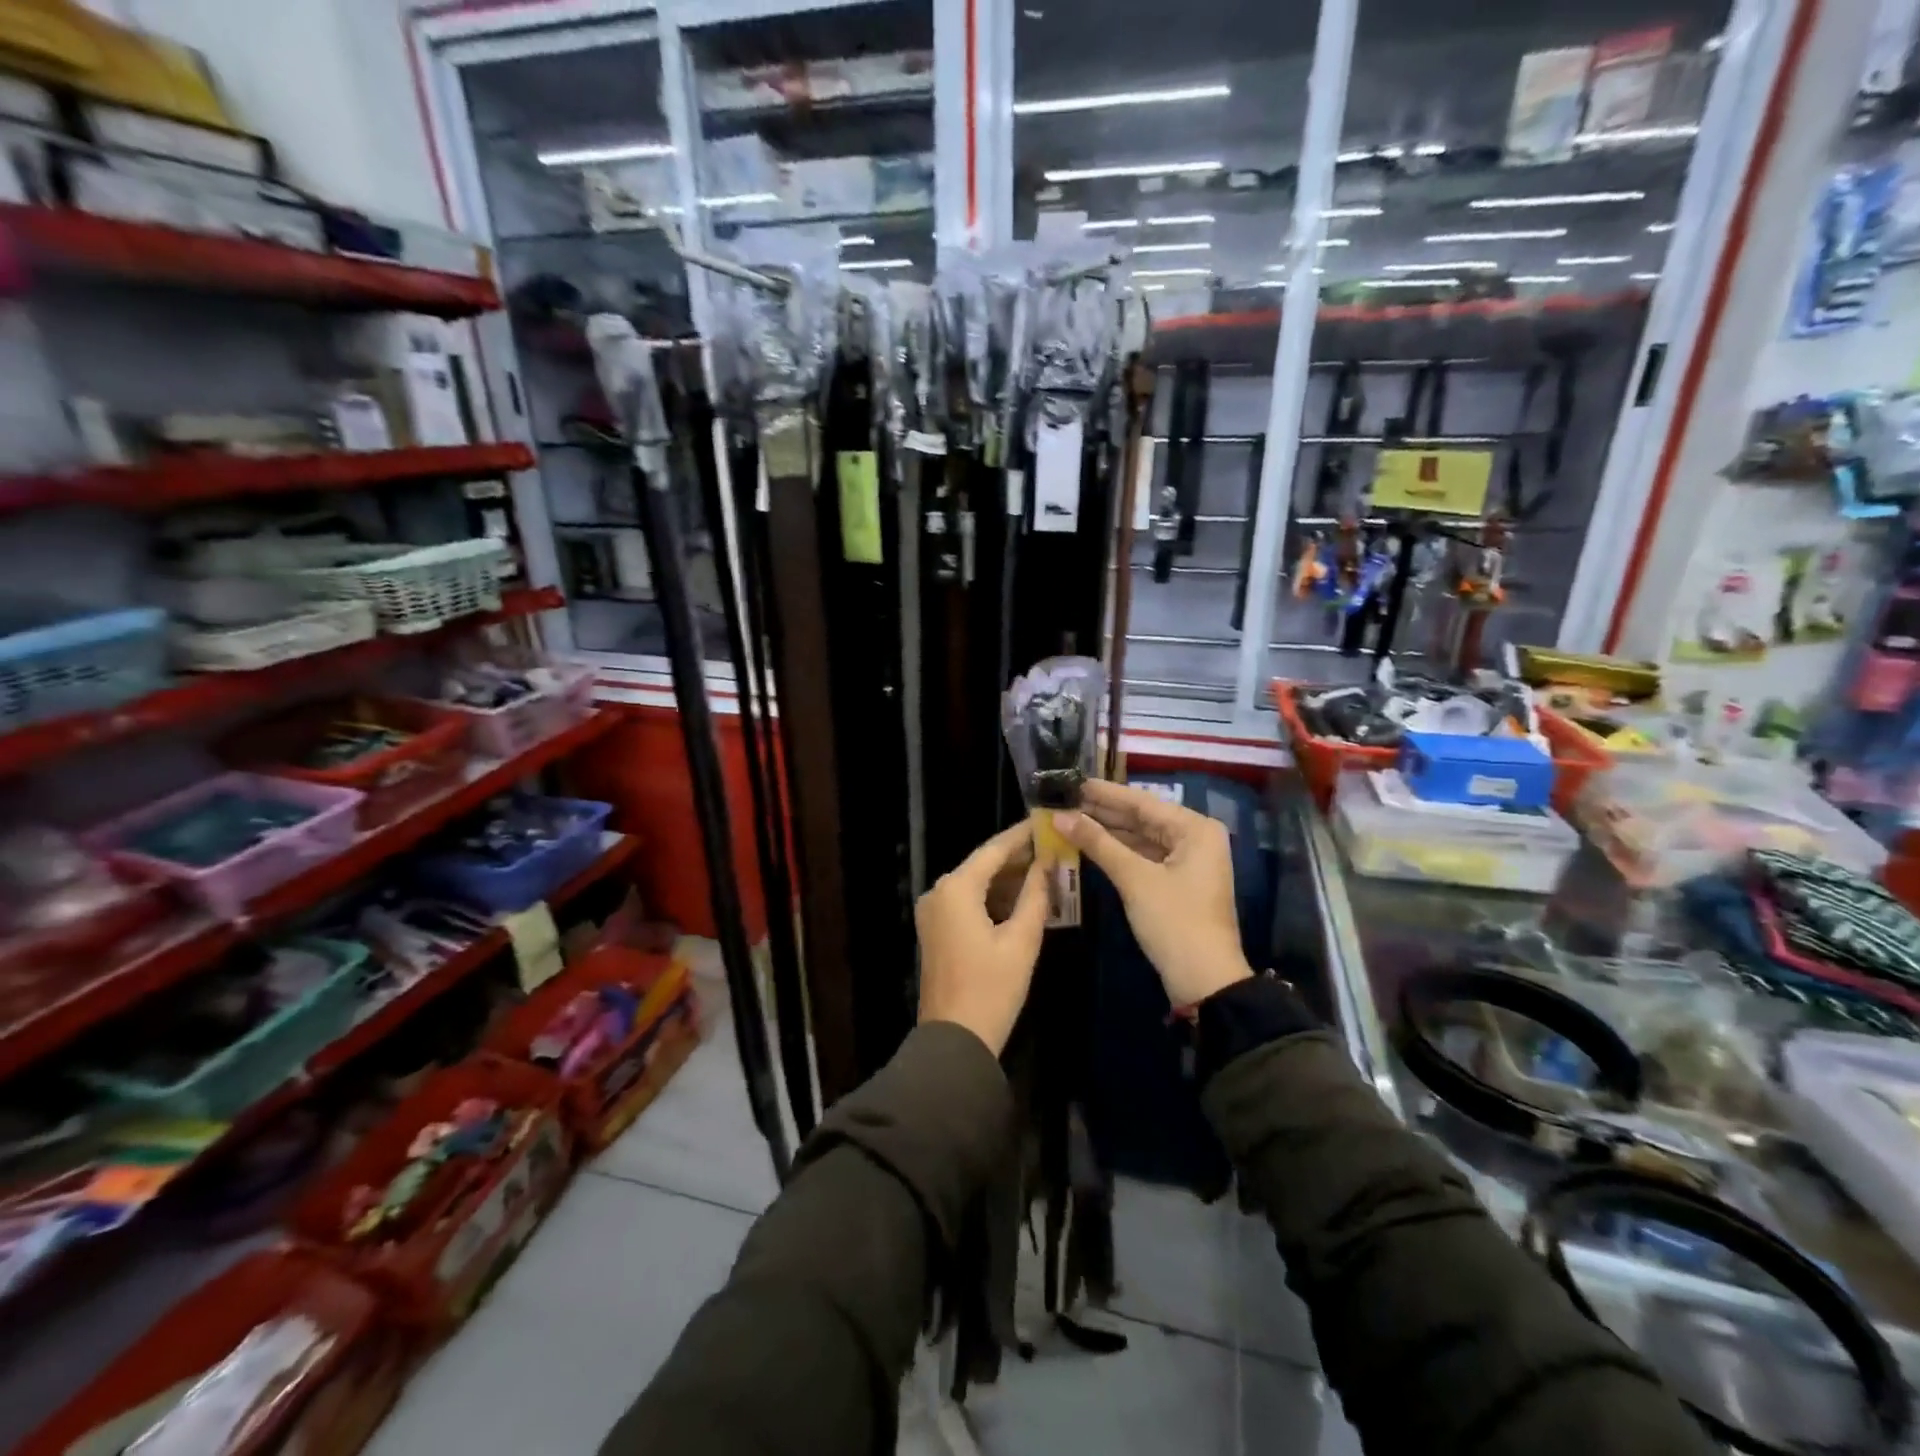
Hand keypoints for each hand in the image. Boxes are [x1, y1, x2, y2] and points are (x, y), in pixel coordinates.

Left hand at [916, 822, 1048, 1055]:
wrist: (955, 1039)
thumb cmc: (992, 988)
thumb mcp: (1022, 939)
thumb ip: (1036, 894)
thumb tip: (1048, 863)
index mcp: (956, 888)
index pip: (994, 849)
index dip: (1023, 835)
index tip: (1047, 822)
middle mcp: (939, 892)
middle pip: (983, 865)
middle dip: (1018, 859)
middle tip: (1054, 849)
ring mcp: (934, 912)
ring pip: (976, 884)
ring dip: (1008, 880)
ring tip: (1047, 873)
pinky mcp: (937, 930)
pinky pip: (968, 902)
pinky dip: (994, 899)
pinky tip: (1023, 900)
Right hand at [1055, 780, 1252, 1007]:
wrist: (1205, 981)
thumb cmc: (1174, 921)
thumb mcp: (1134, 879)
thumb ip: (1097, 843)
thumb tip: (1059, 816)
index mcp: (1195, 828)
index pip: (1141, 802)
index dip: (1104, 793)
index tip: (1071, 781)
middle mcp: (1195, 837)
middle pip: (1142, 818)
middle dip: (1102, 812)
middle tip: (1063, 800)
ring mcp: (1188, 860)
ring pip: (1141, 838)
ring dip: (1107, 832)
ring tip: (1069, 819)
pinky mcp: (1177, 881)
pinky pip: (1143, 856)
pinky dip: (1118, 852)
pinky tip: (1089, 844)